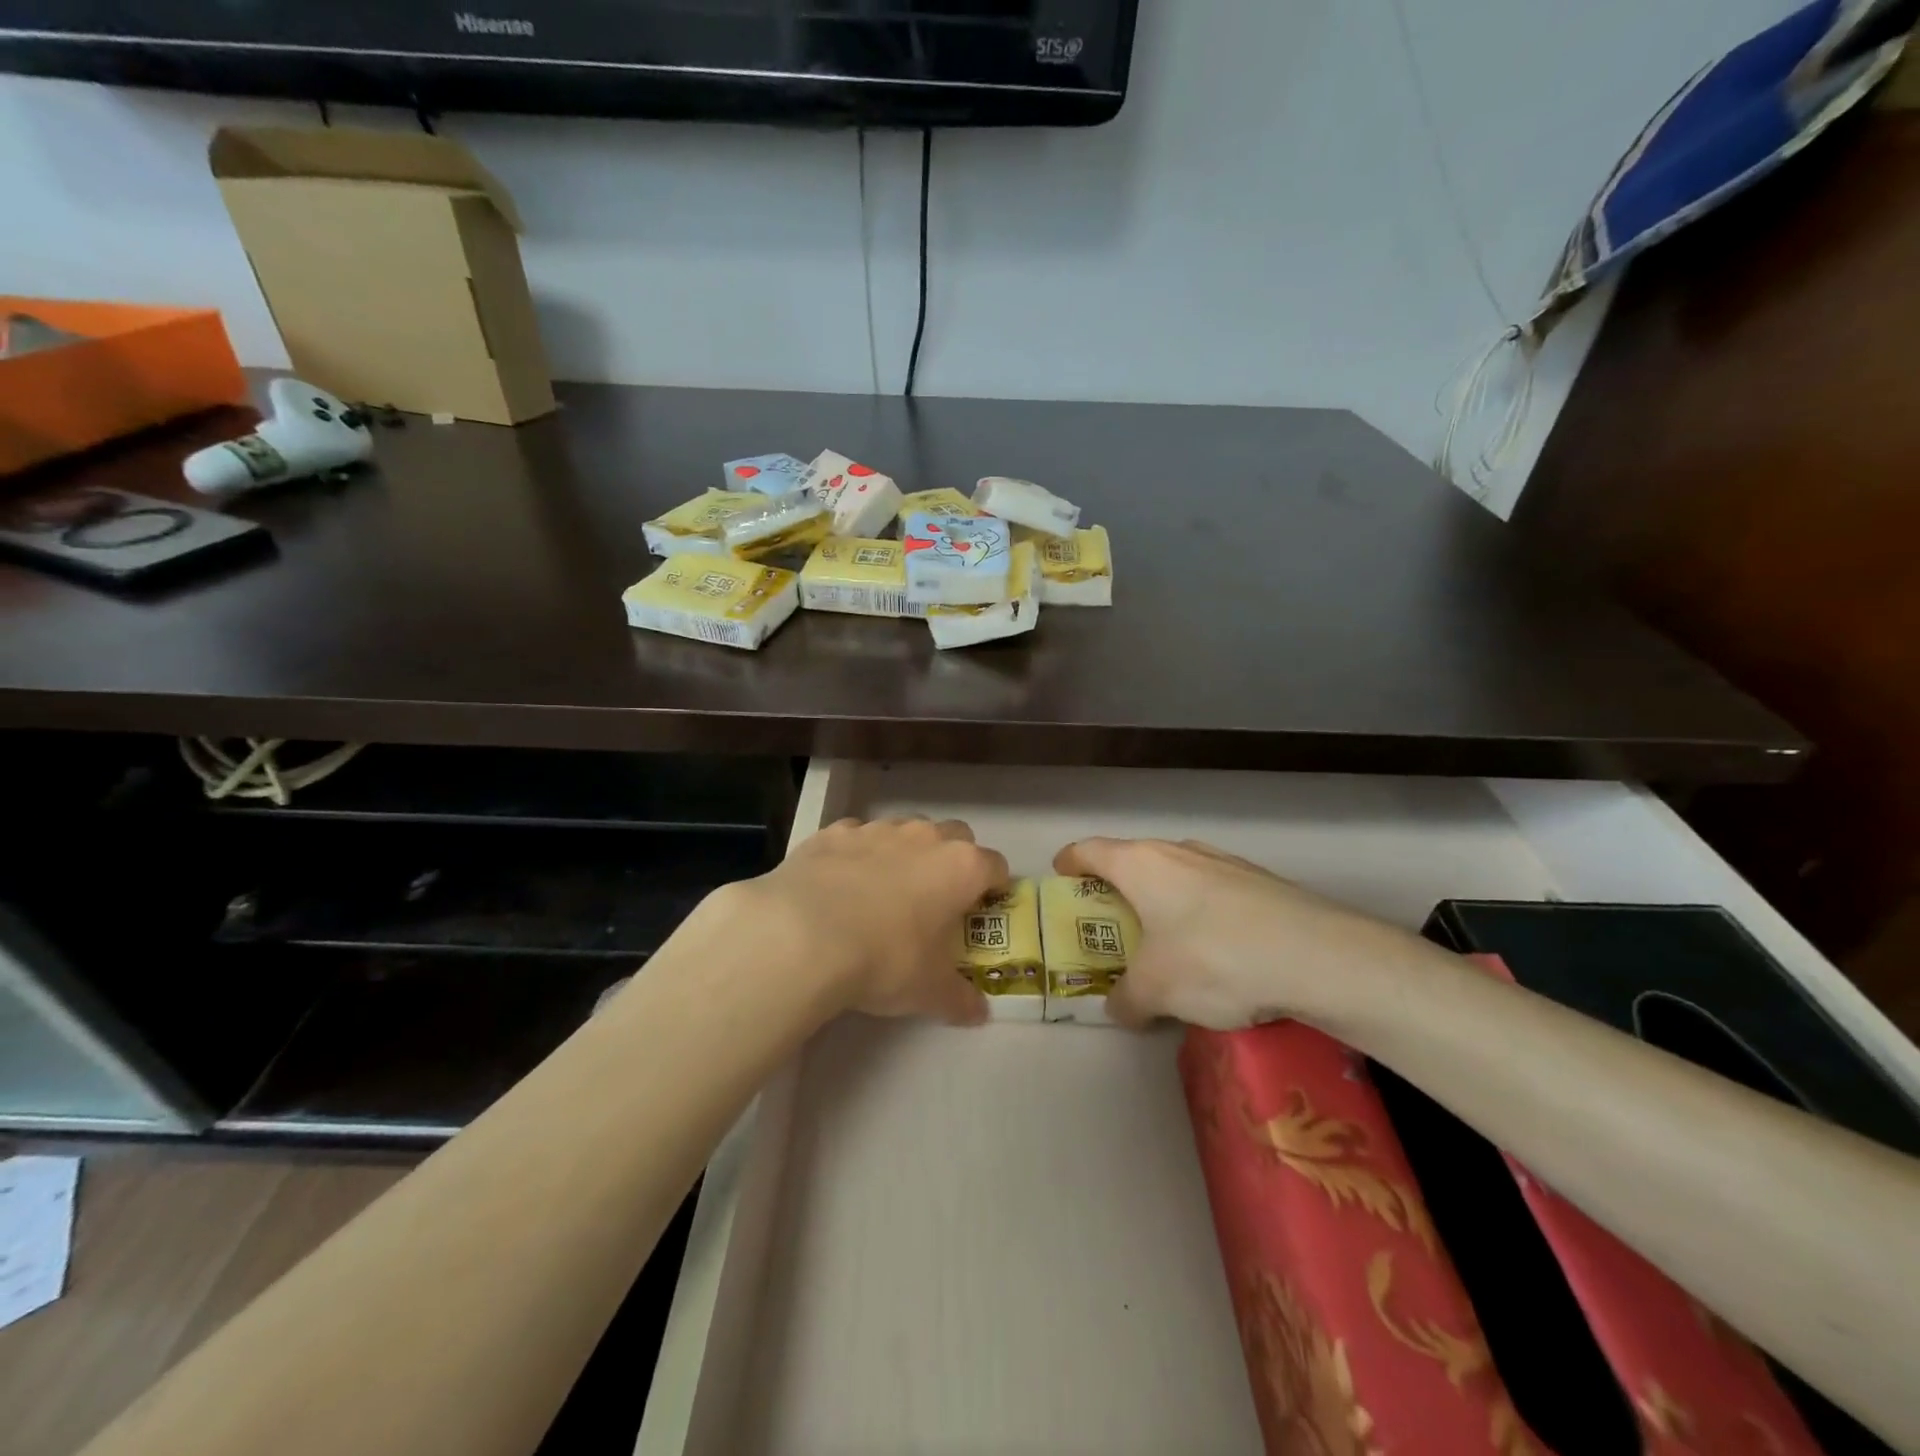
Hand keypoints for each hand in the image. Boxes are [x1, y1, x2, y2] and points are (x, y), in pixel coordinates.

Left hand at [732, 816, 1008, 1024]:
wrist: (803, 934)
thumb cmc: (885, 959)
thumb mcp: (929, 991)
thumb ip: (960, 999)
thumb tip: (978, 1013)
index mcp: (961, 868)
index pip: (996, 866)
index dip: (994, 888)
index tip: (983, 911)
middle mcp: (925, 838)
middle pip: (956, 837)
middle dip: (953, 861)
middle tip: (937, 900)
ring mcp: (878, 829)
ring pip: (905, 832)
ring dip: (905, 855)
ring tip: (884, 893)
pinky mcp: (835, 832)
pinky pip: (857, 838)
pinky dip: (857, 856)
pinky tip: (841, 886)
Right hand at [1052, 837, 1433, 1030]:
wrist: (1318, 956)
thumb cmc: (1213, 958)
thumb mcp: (1155, 990)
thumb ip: (1126, 999)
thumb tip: (1118, 1008)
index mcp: (1141, 863)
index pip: (1089, 850)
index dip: (1069, 862)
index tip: (1061, 877)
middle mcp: (1179, 852)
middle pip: (1133, 861)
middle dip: (1117, 888)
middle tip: (1110, 923)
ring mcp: (1224, 863)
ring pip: (1177, 876)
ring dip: (1163, 901)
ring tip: (1164, 941)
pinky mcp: (1262, 883)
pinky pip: (1214, 893)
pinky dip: (1201, 914)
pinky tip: (1217, 954)